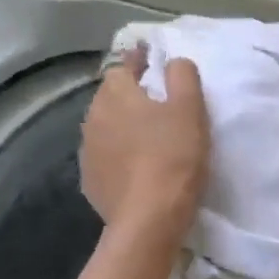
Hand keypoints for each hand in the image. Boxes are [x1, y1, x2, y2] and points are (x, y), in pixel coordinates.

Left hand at [81, 47, 209, 242]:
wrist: (148, 219)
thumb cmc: (173, 156)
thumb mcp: (190, 109)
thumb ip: (182, 76)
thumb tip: (173, 61)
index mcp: (116, 94)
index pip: (124, 66)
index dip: (140, 60)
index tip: (152, 58)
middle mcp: (93, 116)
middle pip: (112, 96)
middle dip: (130, 94)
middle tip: (156, 100)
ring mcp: (88, 150)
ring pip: (106, 126)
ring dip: (123, 125)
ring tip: (146, 134)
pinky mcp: (90, 180)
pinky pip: (106, 156)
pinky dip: (118, 154)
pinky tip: (135, 165)